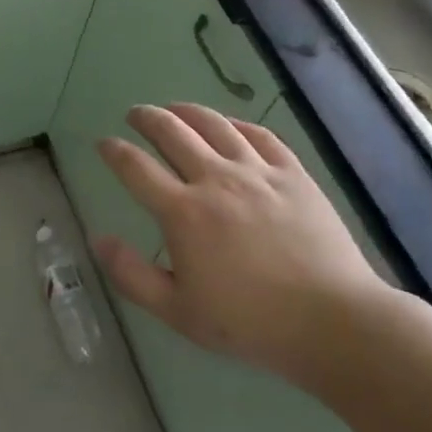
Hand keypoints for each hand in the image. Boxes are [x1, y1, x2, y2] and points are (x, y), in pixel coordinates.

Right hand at [92, 102, 396, 390]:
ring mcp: (256, 171)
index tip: (104, 143)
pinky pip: (258, 135)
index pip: (136, 168)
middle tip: (135, 115)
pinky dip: (235, 124)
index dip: (114, 151)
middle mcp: (215, 179)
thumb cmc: (250, 322)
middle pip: (171, 132)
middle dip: (146, 118)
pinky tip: (228, 126)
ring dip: (186, 111)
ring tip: (174, 109)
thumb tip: (99, 240)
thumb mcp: (179, 312)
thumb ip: (132, 275)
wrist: (332, 321)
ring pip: (213, 124)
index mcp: (182, 213)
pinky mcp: (291, 173)